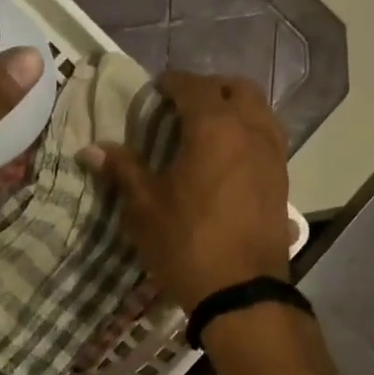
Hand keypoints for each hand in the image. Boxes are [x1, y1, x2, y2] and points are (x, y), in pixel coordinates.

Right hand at [81, 71, 290, 311]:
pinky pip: (267, 139)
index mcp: (214, 128)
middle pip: (237, 89)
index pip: (194, 87)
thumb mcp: (144, 207)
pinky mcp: (282, 181)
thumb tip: (91, 148)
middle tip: (183, 106)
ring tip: (206, 130)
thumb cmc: (186, 243)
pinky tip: (226, 160)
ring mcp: (273, 156)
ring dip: (234, 109)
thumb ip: (123, 170)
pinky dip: (247, 134)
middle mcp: (251, 131)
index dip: (172, 83)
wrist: (240, 292)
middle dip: (210, 89)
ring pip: (259, 111)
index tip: (155, 90)